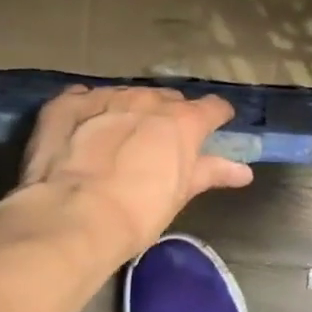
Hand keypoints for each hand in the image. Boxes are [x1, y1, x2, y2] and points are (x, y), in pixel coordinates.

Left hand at [18, 85, 253, 263]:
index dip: (216, 117)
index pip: (213, 108)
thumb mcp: (179, 195)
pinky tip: (83, 128)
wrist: (72, 216)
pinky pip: (84, 97)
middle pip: (168, 99)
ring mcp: (106, 97)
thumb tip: (244, 171)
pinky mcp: (67, 103)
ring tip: (119, 138)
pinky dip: (89, 110)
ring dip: (130, 111)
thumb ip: (211, 173)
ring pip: (127, 95)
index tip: (214, 127)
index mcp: (183, 121)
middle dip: (168, 116)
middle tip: (161, 144)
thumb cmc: (137, 213)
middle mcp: (148, 99)